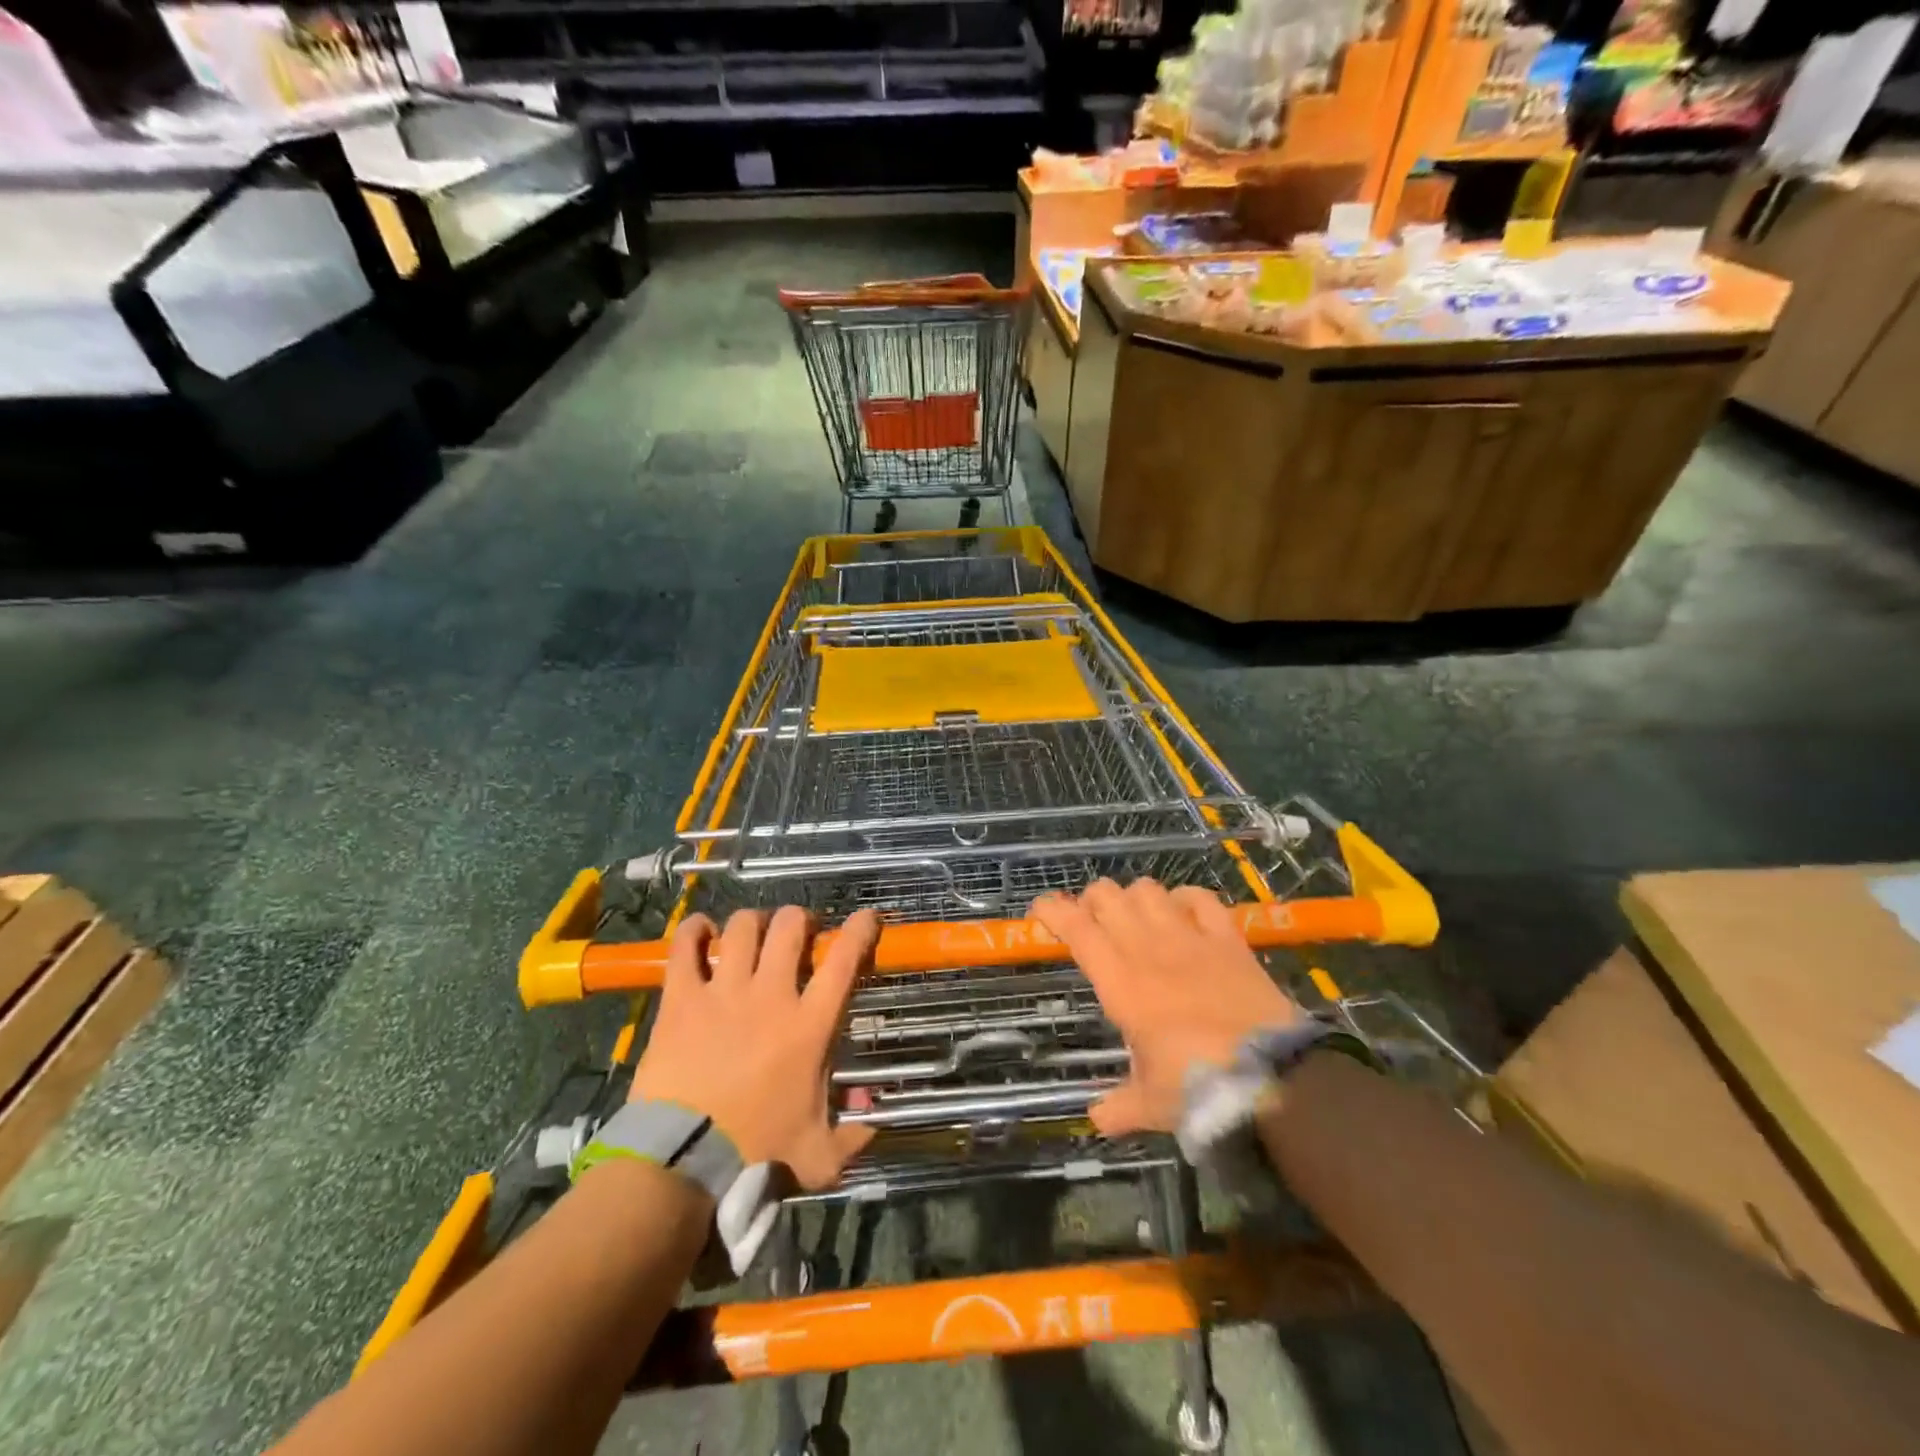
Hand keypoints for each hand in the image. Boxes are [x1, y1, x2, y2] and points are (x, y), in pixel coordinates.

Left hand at [628, 907, 877, 1189]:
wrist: (683, 1162)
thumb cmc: (755, 1155)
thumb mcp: (819, 1155)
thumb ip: (852, 1137)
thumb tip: (875, 1123)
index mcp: (809, 1025)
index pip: (843, 960)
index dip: (859, 929)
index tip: (866, 917)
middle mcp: (771, 995)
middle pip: (790, 927)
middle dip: (799, 918)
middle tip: (799, 930)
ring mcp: (724, 992)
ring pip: (743, 927)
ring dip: (753, 921)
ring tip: (753, 930)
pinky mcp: (682, 999)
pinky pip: (685, 947)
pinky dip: (694, 930)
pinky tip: (700, 929)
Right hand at [1032, 879, 1303, 1137]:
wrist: (1272, 1077)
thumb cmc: (1198, 1087)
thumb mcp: (1151, 1103)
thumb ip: (1119, 1107)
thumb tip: (1097, 1118)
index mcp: (1120, 981)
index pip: (1076, 928)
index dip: (1053, 910)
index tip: (1040, 910)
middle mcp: (1148, 947)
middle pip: (1108, 896)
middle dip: (1092, 901)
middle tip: (1092, 922)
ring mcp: (1190, 937)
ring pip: (1149, 889)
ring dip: (1134, 897)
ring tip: (1135, 917)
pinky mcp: (1228, 939)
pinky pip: (1201, 898)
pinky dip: (1185, 899)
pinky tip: (1183, 913)